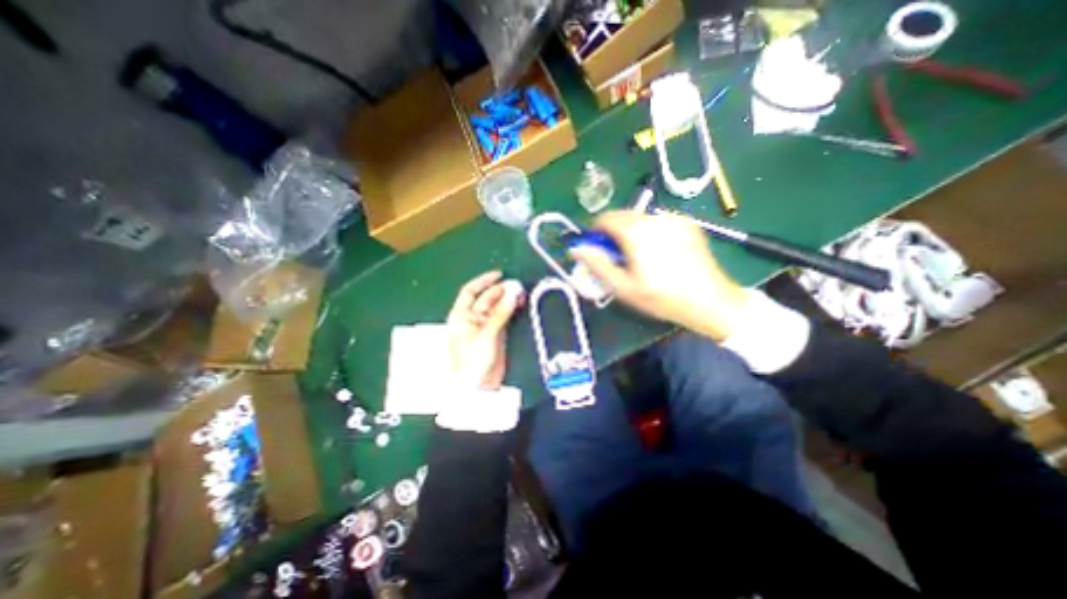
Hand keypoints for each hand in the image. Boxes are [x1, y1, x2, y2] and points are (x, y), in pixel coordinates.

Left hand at [444, 268, 522, 390]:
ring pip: (497, 307)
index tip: (499, 275)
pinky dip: (512, 310)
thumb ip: (500, 313)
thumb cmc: (473, 359)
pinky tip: (520, 304)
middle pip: (487, 298)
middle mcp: (473, 318)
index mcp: (462, 315)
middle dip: (501, 291)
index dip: (483, 281)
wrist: (476, 386)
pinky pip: (504, 317)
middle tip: (517, 286)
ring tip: (521, 293)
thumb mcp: (486, 334)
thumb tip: (513, 293)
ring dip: (508, 300)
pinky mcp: (496, 334)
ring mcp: (485, 326)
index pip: (470, 291)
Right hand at [576, 212, 748, 342]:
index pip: (605, 218)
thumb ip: (597, 265)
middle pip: (623, 216)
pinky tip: (659, 253)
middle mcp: (655, 218)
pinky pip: (659, 222)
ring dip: (631, 233)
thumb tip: (576, 249)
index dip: (595, 231)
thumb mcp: (623, 287)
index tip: (596, 248)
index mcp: (637, 231)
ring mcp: (675, 219)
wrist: (711, 302)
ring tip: (639, 257)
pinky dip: (650, 232)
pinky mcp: (688, 224)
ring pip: (641, 219)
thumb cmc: (662, 298)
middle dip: (613, 233)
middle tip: (616, 257)